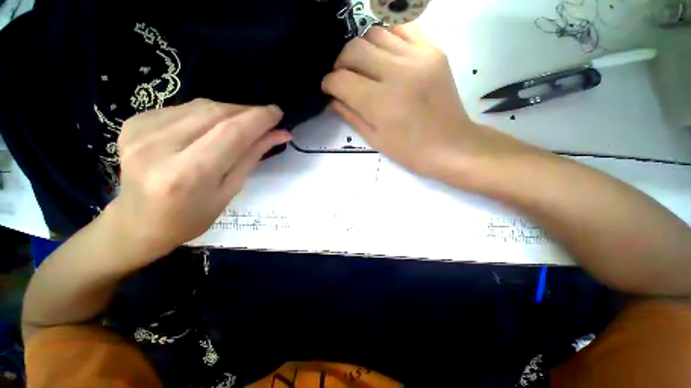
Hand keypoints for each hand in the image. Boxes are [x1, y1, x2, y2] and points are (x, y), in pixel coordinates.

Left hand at [107, 99, 289, 262]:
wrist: (138, 223)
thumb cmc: (192, 216)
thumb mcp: (230, 190)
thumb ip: (252, 156)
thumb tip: (279, 134)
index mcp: (188, 175)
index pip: (232, 132)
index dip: (259, 118)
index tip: (278, 113)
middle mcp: (159, 147)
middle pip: (216, 113)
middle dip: (247, 112)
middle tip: (265, 119)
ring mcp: (140, 131)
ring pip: (201, 106)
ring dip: (229, 112)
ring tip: (243, 124)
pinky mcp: (134, 123)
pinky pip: (183, 109)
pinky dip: (206, 114)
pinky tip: (211, 127)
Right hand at [322, 25, 528, 186]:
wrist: (450, 145)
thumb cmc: (409, 151)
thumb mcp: (374, 139)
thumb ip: (350, 115)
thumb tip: (333, 97)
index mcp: (380, 103)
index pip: (341, 79)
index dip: (328, 83)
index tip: (329, 89)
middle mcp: (397, 73)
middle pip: (354, 49)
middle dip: (341, 63)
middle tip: (344, 78)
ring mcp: (418, 57)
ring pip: (374, 33)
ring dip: (361, 50)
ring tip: (365, 69)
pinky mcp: (433, 50)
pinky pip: (401, 29)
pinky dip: (386, 39)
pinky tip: (385, 57)